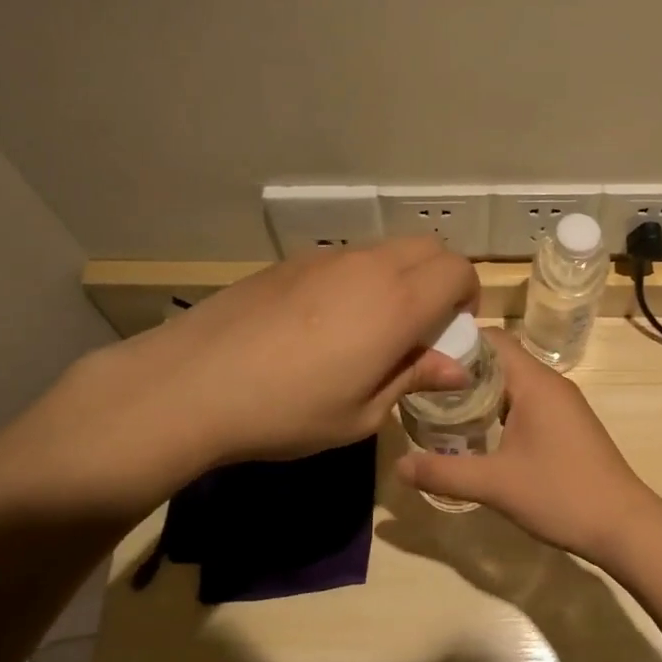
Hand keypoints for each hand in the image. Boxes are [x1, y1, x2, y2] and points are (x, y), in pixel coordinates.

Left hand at [0, 239, 477, 516]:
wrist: (193, 382)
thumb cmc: (288, 411)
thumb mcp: (361, 414)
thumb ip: (413, 378)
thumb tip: (455, 367)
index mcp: (397, 302)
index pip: (458, 270)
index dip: (468, 297)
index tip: (452, 332)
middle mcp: (370, 266)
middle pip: (429, 247)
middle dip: (441, 278)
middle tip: (422, 326)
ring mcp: (327, 258)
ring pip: (387, 249)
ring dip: (401, 276)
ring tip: (372, 326)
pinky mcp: (292, 261)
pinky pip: (347, 257)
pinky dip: (361, 277)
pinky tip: (326, 322)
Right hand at [394, 331, 661, 567]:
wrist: (625, 525)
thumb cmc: (561, 494)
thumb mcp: (496, 485)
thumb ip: (444, 472)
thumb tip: (398, 465)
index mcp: (534, 382)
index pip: (491, 339)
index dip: (456, 341)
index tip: (421, 355)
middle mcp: (550, 383)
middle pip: (498, 359)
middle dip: (460, 369)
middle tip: (421, 386)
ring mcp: (562, 404)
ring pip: (511, 382)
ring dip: (479, 391)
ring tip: (440, 408)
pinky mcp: (567, 424)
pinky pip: (525, 401)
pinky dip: (498, 408)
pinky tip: (477, 433)